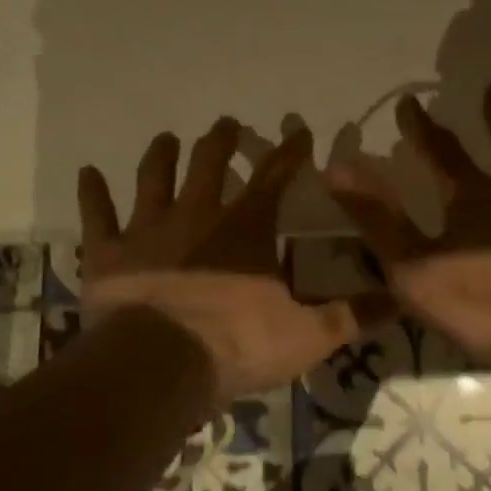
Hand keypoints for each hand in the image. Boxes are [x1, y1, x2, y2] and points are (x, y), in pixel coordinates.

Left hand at [79, 118, 387, 406]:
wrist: (159, 366)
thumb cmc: (238, 345)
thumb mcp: (309, 336)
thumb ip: (353, 315)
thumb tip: (402, 298)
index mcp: (246, 228)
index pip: (275, 177)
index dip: (290, 152)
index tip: (299, 130)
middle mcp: (196, 215)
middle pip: (209, 164)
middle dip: (221, 141)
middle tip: (227, 124)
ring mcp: (147, 231)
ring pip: (154, 179)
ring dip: (162, 156)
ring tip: (168, 138)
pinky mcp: (108, 254)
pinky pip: (97, 216)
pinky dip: (92, 194)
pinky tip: (88, 173)